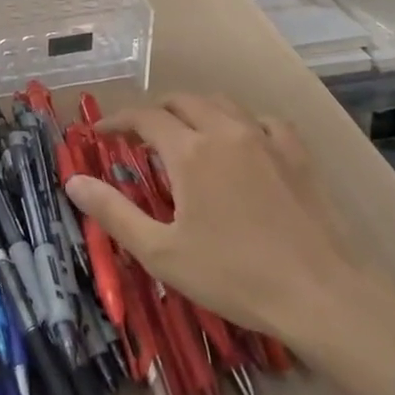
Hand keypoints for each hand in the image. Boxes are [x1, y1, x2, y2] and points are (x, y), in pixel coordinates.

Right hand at [64, 95, 394, 394]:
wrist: (322, 293)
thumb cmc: (233, 276)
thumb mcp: (161, 252)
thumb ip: (113, 212)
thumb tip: (73, 181)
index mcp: (190, 151)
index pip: (145, 118)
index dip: (118, 121)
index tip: (100, 134)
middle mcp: (226, 131)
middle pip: (183, 101)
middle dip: (155, 112)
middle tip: (139, 137)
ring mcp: (267, 139)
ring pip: (223, 103)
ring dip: (195, 110)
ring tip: (184, 132)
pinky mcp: (298, 154)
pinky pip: (264, 120)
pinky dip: (242, 121)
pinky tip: (242, 140)